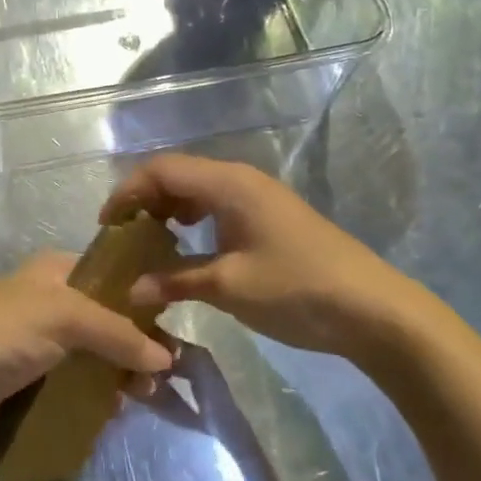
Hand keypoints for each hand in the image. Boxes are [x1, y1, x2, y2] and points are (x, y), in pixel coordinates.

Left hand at [0, 253, 173, 460]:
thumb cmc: (3, 334)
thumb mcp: (64, 316)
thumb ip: (117, 332)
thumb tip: (166, 358)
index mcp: (51, 272)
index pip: (107, 275)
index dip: (139, 297)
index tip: (171, 325)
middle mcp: (46, 303)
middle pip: (103, 320)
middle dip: (133, 345)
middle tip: (160, 373)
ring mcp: (37, 347)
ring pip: (92, 357)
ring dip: (118, 376)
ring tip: (143, 397)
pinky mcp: (30, 385)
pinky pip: (74, 388)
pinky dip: (96, 398)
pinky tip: (114, 412)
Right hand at [101, 154, 429, 361]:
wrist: (374, 310)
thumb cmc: (296, 289)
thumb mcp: (229, 287)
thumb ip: (175, 281)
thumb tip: (131, 290)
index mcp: (228, 183)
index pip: (162, 170)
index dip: (128, 191)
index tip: (106, 225)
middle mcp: (240, 179)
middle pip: (178, 174)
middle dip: (145, 200)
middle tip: (123, 236)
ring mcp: (259, 197)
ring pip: (198, 189)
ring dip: (169, 210)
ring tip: (149, 242)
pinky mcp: (270, 217)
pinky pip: (218, 205)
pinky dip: (194, 219)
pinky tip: (188, 247)